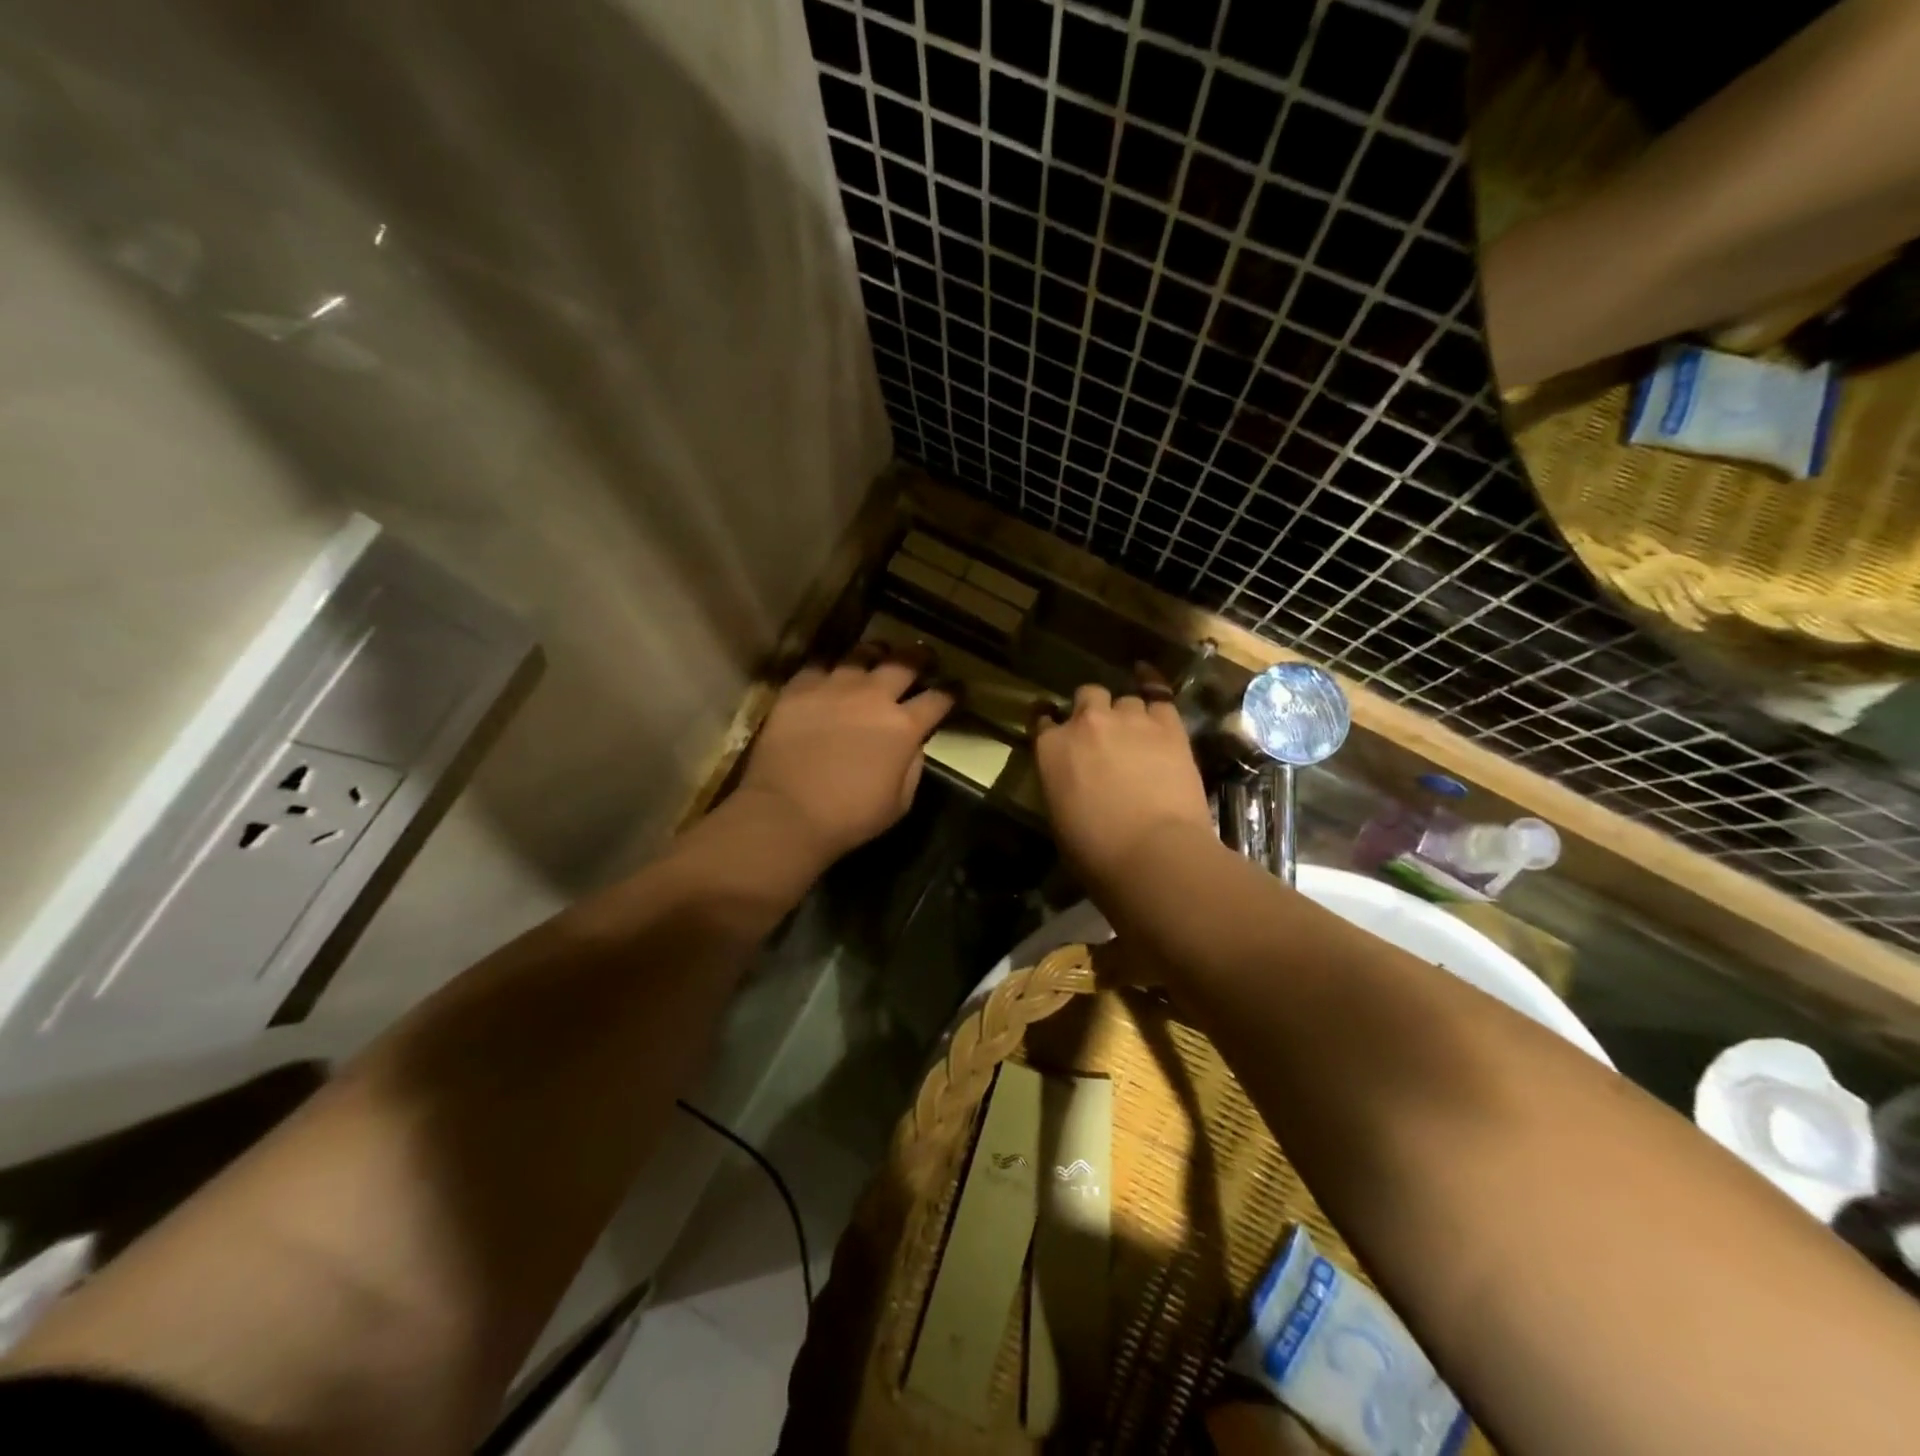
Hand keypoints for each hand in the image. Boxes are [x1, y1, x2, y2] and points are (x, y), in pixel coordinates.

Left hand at [734, 643, 954, 865]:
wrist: (787, 812)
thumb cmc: (849, 817)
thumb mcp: (900, 802)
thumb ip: (912, 767)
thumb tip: (913, 745)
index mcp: (904, 727)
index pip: (938, 699)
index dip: (950, 692)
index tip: (955, 689)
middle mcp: (873, 696)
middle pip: (904, 663)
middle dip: (920, 656)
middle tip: (924, 655)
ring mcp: (834, 687)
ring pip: (861, 653)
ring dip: (875, 652)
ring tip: (878, 653)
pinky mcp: (799, 688)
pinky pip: (819, 665)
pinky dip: (830, 667)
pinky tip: (830, 672)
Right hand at [1032, 674, 1213, 896]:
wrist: (1152, 853)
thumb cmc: (1096, 852)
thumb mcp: (1060, 817)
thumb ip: (1062, 784)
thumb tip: (1074, 781)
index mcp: (1051, 748)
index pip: (1042, 719)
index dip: (1050, 722)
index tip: (1057, 729)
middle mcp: (1085, 723)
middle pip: (1087, 696)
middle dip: (1092, 711)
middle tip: (1102, 736)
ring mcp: (1128, 719)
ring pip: (1123, 698)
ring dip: (1125, 713)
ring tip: (1135, 732)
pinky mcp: (1168, 725)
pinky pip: (1158, 692)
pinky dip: (1153, 687)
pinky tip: (1151, 684)